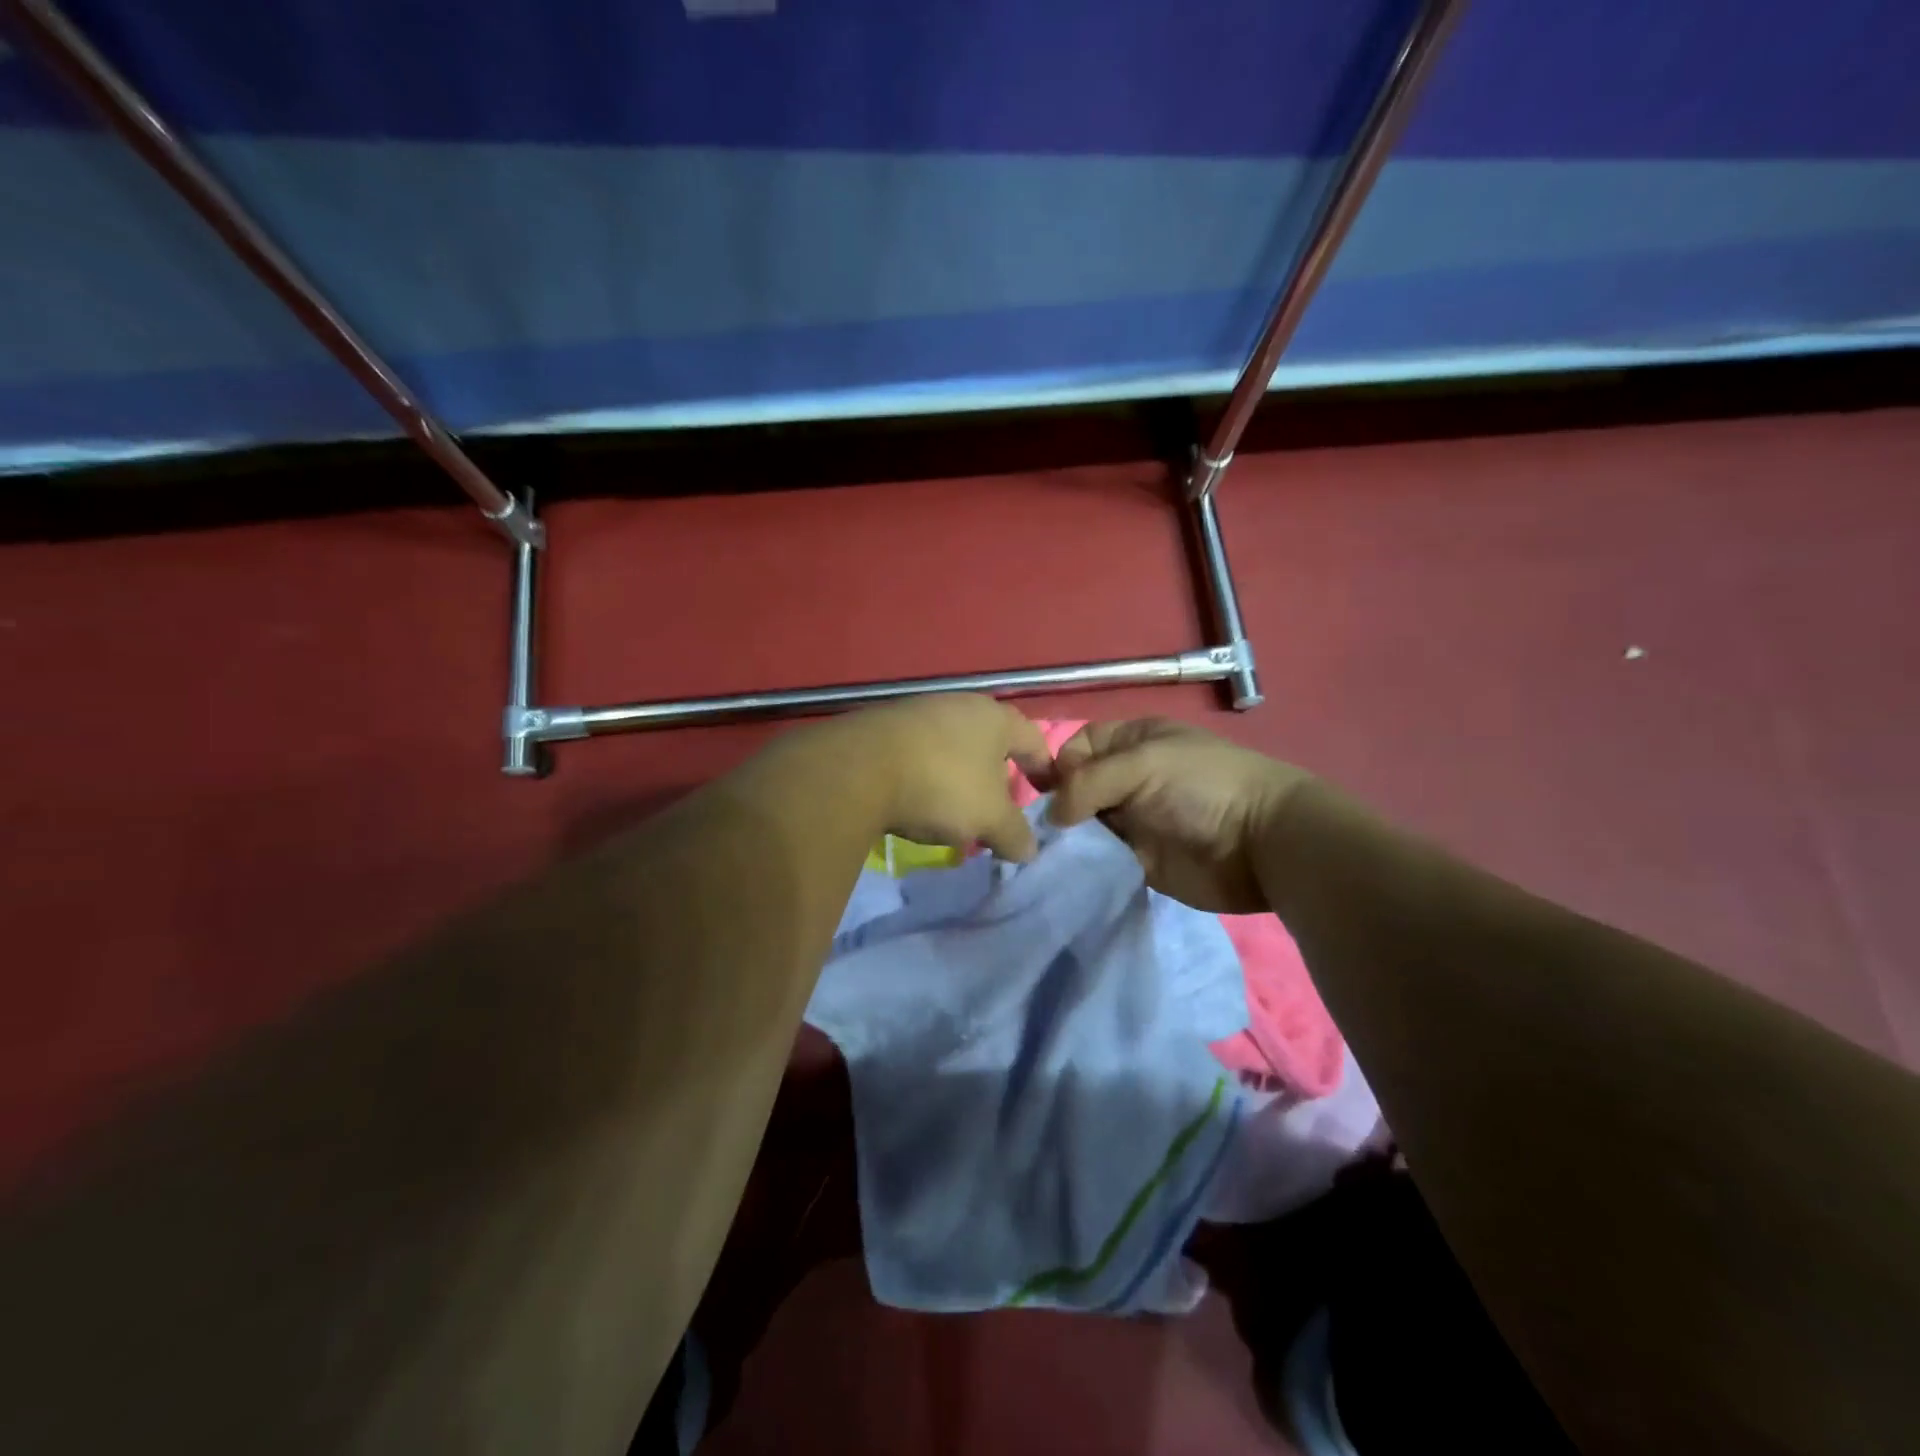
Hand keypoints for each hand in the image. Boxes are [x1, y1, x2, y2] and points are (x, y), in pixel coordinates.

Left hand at [827, 695, 1054, 860]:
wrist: (857, 769)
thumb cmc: (941, 786)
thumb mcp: (989, 819)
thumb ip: (1015, 834)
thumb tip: (1029, 850)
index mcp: (994, 718)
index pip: (1033, 739)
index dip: (1044, 768)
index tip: (1047, 793)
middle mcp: (958, 704)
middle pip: (990, 741)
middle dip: (997, 774)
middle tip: (998, 807)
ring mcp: (917, 710)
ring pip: (952, 745)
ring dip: (958, 775)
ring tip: (954, 809)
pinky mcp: (882, 725)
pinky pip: (918, 751)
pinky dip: (925, 774)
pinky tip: (915, 798)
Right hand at [1047, 718, 1309, 911]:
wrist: (1263, 844)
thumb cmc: (1203, 787)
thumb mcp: (1143, 764)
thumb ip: (1087, 783)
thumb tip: (1052, 816)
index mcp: (1134, 741)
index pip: (1079, 746)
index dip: (1061, 764)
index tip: (1051, 792)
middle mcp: (1130, 778)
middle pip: (1077, 787)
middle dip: (1059, 805)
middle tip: (1046, 831)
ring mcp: (1135, 820)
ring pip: (1085, 825)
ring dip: (1069, 839)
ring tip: (1051, 855)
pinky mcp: (1140, 860)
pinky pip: (1101, 859)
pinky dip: (1085, 865)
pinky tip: (1068, 873)